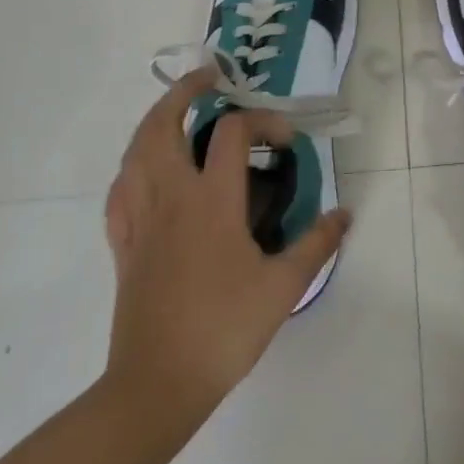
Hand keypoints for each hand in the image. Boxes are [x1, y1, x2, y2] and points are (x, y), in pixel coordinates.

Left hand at [101, 69, 350, 439]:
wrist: (157, 385)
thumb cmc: (224, 329)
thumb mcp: (284, 287)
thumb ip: (317, 243)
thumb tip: (345, 212)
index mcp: (212, 201)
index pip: (232, 133)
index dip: (262, 121)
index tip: (286, 138)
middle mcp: (171, 197)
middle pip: (162, 125)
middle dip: (183, 92)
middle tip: (208, 78)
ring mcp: (141, 219)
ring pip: (134, 151)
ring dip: (154, 121)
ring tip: (176, 112)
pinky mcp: (124, 244)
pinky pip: (119, 190)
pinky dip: (132, 167)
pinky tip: (144, 172)